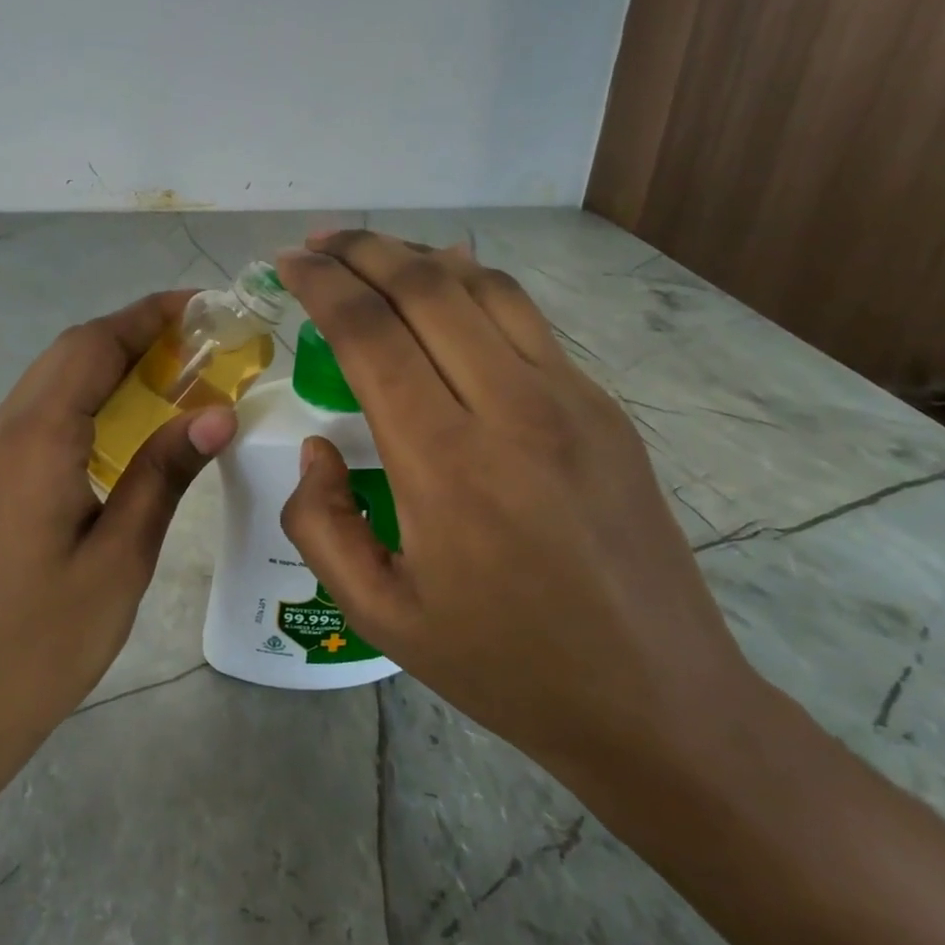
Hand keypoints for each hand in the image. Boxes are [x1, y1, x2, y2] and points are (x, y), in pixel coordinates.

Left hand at [0, 290, 236, 780]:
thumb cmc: (41, 643)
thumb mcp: (119, 558)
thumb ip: (163, 474)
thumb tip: (215, 412)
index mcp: (34, 441)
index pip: (93, 346)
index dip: (148, 316)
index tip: (202, 307)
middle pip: (69, 354)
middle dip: (134, 334)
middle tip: (201, 344)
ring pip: (51, 383)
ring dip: (109, 366)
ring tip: (174, 377)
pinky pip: (38, 417)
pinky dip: (85, 401)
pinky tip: (124, 429)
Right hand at [274, 231, 756, 781]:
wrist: (656, 701)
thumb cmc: (504, 665)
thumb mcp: (378, 615)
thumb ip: (322, 524)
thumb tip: (319, 448)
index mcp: (446, 465)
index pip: (371, 334)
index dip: (322, 285)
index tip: (288, 264)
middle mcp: (511, 410)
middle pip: (428, 288)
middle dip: (364, 250)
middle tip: (319, 243)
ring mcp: (570, 401)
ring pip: (486, 288)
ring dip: (420, 257)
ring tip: (374, 255)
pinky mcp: (603, 408)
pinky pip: (527, 321)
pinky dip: (473, 287)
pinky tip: (446, 293)